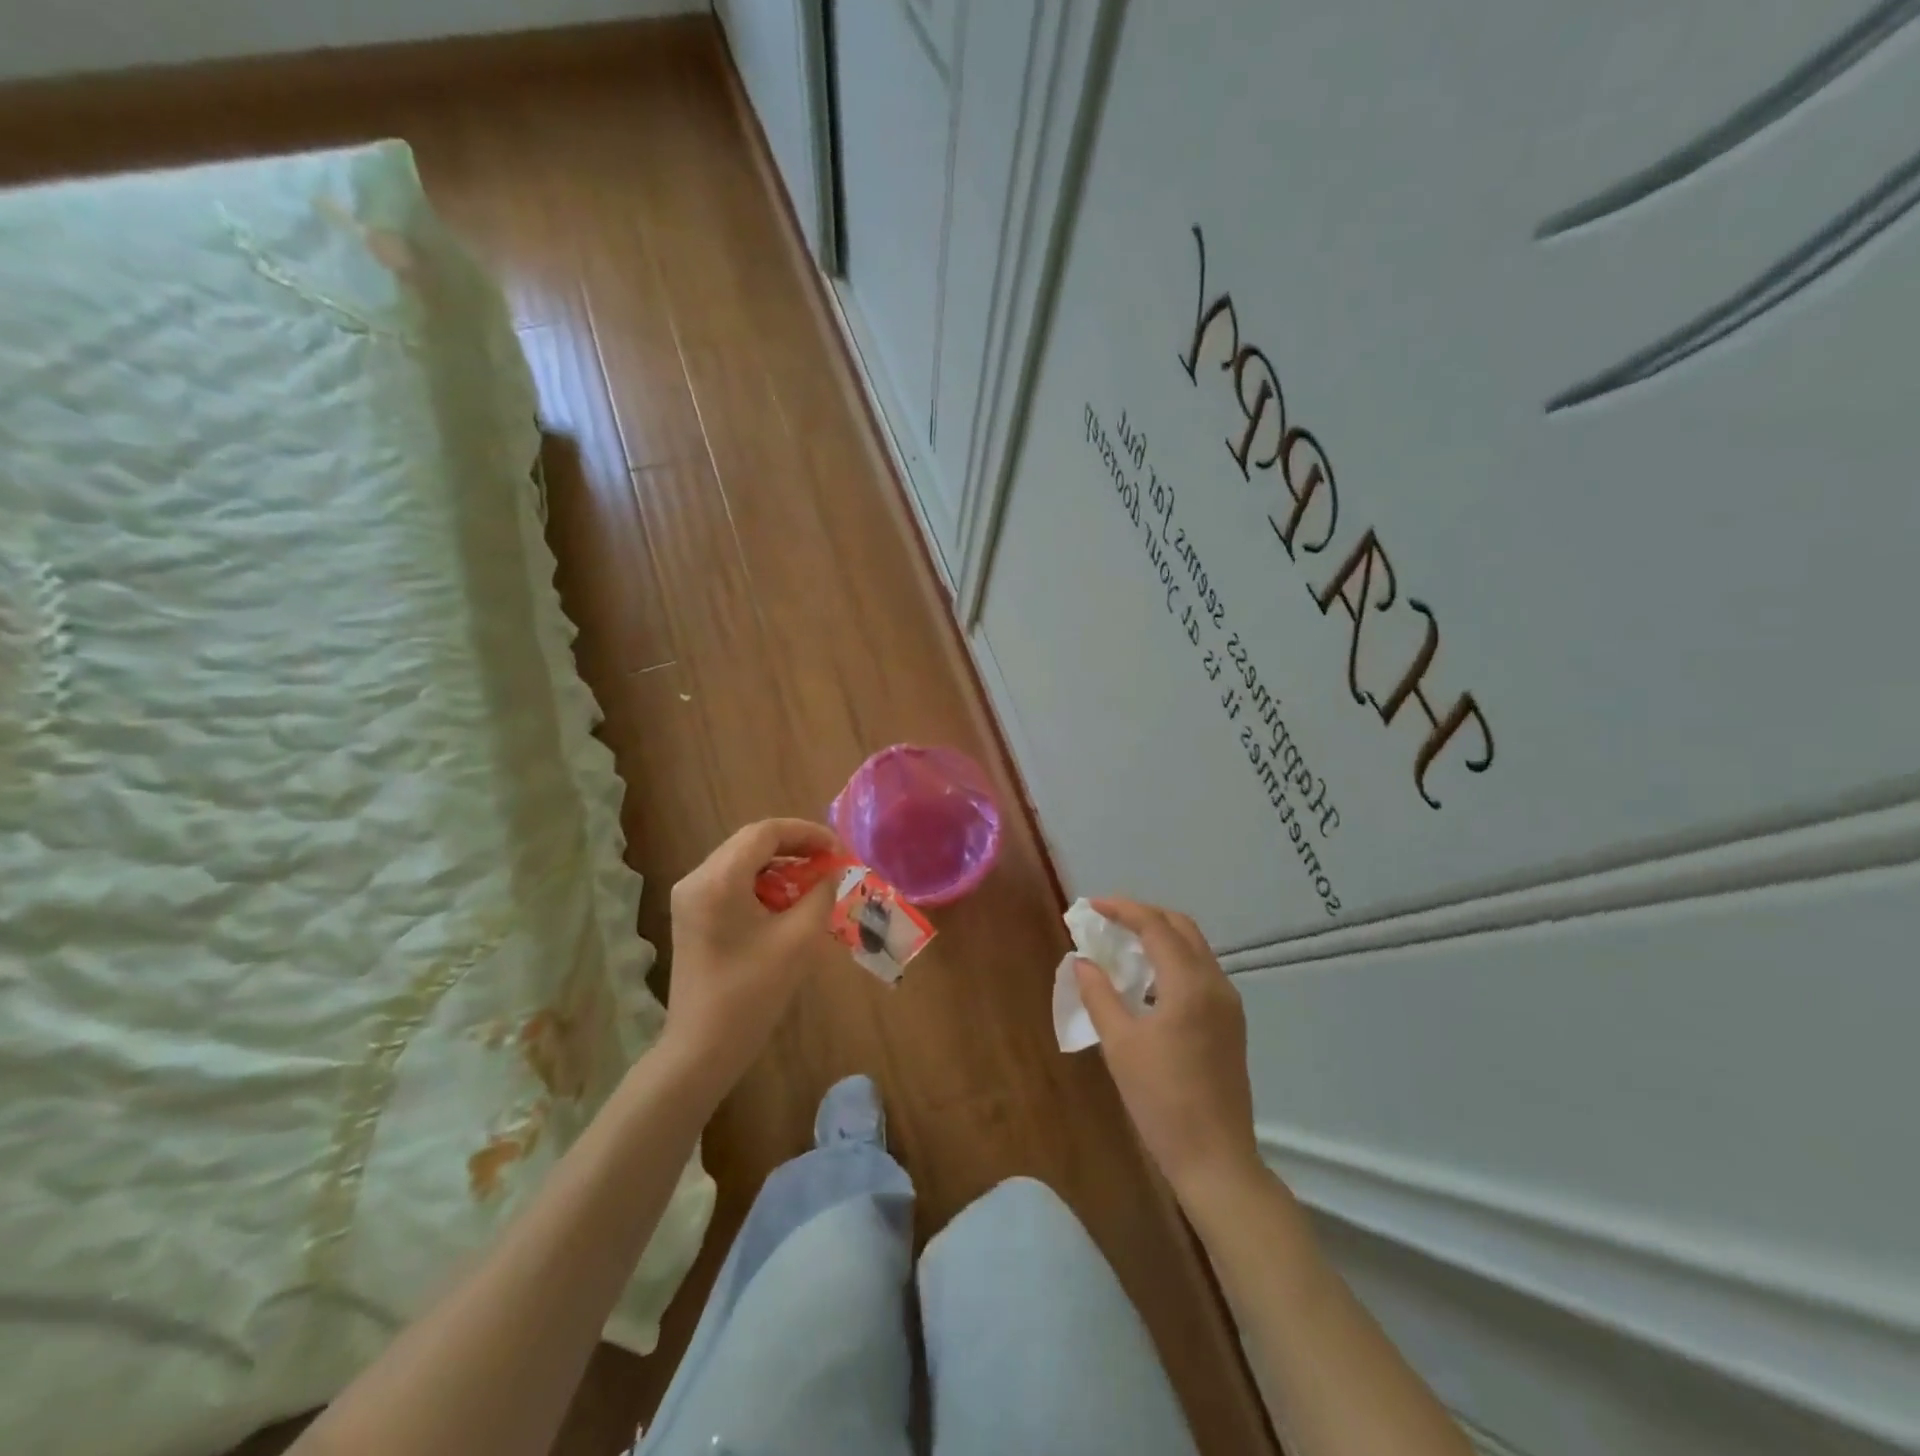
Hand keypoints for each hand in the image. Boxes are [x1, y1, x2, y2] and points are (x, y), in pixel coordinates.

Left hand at [662, 818, 842, 1096]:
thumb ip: (820, 895)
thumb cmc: (753, 993)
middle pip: (751, 842)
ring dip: (780, 864)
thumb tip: (831, 873)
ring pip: (741, 860)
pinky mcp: (692, 914)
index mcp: (719, 879)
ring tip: (814, 880)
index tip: (838, 851)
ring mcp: (690, 897)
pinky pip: (732, 881)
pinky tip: (787, 901)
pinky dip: (763, 882)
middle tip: (830, 862)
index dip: (807, 833)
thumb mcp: (799, 939)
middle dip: (795, 846)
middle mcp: (697, 878)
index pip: (766, 832)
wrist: (703, 1047)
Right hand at [1076, 897, 1262, 1203]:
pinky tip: (1147, 981)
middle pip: (1182, 928)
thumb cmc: (1162, 1100)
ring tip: (1123, 944)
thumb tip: (1082, 961)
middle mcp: (1216, 984)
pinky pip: (1200, 973)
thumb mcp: (1120, 1045)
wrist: (1215, 1159)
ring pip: (1195, 949)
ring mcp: (1228, 1005)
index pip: (1156, 926)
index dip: (1123, 910)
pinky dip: (1173, 961)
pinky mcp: (1230, 1024)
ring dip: (1161, 937)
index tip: (1091, 907)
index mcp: (1190, 984)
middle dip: (1145, 915)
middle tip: (1108, 919)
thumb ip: (1099, 995)